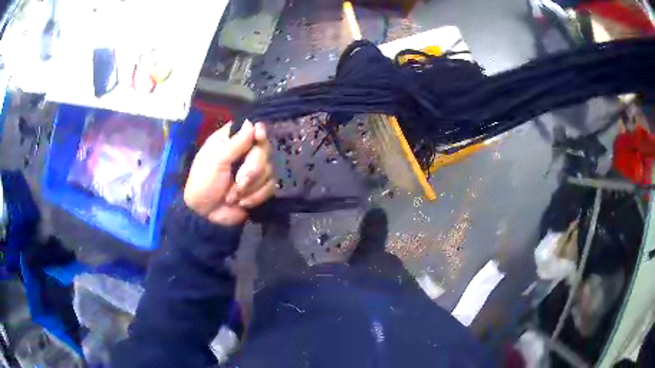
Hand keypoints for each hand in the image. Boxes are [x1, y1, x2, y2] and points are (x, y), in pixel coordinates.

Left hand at [184, 120, 275, 225]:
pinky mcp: (261, 187)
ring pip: (269, 170)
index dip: (259, 132)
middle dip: (252, 170)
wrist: (206, 216)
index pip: (252, 128)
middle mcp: (245, 151)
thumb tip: (252, 123)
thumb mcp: (215, 162)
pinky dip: (256, 196)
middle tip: (238, 181)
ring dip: (250, 187)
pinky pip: (271, 186)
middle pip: (264, 150)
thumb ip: (235, 144)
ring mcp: (254, 170)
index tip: (259, 137)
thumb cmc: (204, 184)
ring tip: (232, 196)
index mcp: (230, 141)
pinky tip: (242, 202)